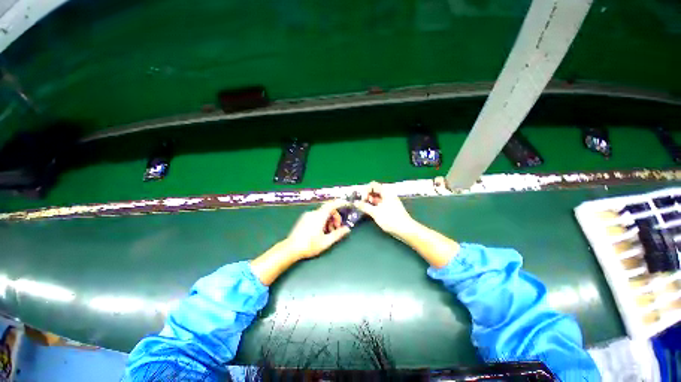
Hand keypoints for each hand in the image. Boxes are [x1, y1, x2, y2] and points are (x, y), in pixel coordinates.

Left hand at [282, 199, 351, 258]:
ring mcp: (307, 215)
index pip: (332, 205)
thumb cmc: (309, 245)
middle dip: (335, 217)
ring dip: (329, 220)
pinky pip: (317, 216)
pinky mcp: (303, 219)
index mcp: (319, 216)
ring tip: (329, 233)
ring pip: (322, 214)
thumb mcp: (326, 241)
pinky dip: (323, 221)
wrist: (291, 249)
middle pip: (328, 210)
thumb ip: (338, 234)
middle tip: (337, 228)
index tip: (347, 205)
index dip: (340, 203)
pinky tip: (322, 232)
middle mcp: (313, 213)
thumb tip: (347, 229)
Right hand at [353, 182, 415, 236]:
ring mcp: (389, 201)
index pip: (372, 185)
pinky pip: (379, 203)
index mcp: (386, 192)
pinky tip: (369, 212)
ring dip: (369, 202)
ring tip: (364, 209)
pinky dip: (374, 206)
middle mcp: (387, 194)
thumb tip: (355, 202)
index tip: (363, 200)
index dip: (366, 191)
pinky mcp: (389, 208)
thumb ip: (364, 206)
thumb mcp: (375, 212)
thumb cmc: (390, 219)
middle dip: (366, 196)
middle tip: (362, 204)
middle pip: (374, 191)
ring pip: (376, 198)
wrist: (405, 230)